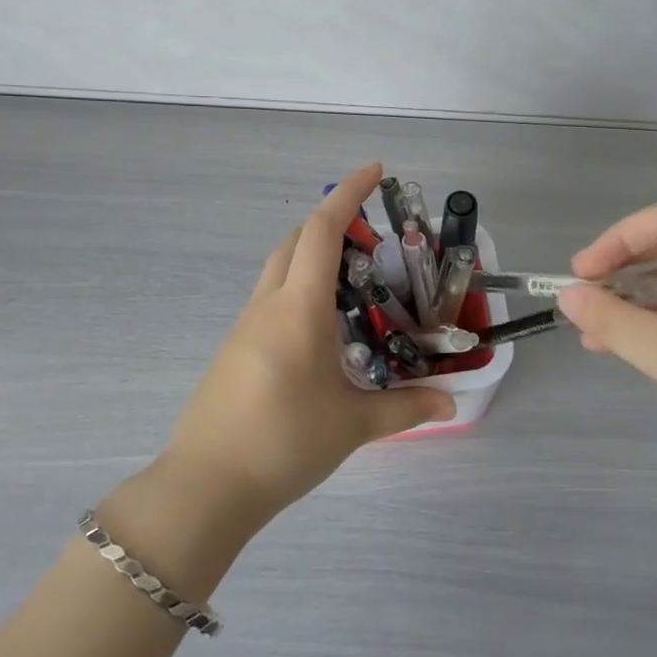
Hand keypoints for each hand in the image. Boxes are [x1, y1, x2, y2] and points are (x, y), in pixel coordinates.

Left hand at [157, 162, 455, 525]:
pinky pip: (270, 298)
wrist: (205, 486)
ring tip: (355, 282)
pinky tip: (323, 327)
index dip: (348, 193)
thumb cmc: (283, 443)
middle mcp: (268, 305)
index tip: (375, 170)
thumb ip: (406, 408)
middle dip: (331, 222)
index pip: (322, 231)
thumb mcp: (353, 425)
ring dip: (313, 256)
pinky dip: (299, 288)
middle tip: (373, 237)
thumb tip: (451, 403)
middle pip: (295, 240)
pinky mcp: (235, 348)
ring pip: (279, 268)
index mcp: (299, 309)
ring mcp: (245, 325)